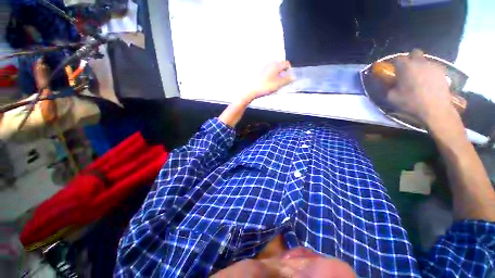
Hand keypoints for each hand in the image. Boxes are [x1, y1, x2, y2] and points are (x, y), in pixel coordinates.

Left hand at [244, 61, 294, 100]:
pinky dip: (272, 77)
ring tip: (276, 84)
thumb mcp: (278, 84)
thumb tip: (293, 77)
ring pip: (274, 70)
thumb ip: (287, 80)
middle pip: (280, 66)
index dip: (289, 71)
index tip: (289, 77)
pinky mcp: (260, 73)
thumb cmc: (263, 87)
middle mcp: (270, 64)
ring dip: (277, 76)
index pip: (286, 64)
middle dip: (283, 73)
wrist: (251, 90)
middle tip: (283, 82)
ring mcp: (264, 68)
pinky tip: (269, 84)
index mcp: (275, 65)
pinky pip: (269, 73)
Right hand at [387, 49, 455, 126]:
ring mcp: (433, 65)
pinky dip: (429, 72)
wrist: (436, 109)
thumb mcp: (391, 97)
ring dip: (420, 66)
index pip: (397, 58)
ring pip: (424, 60)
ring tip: (419, 78)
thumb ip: (389, 87)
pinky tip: (428, 82)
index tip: (393, 72)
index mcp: (405, 67)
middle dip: (410, 59)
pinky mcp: (443, 71)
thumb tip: (390, 83)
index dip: (395, 64)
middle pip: (414, 53)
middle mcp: (420, 62)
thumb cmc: (411, 102)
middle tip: (407, 71)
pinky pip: (433, 67)